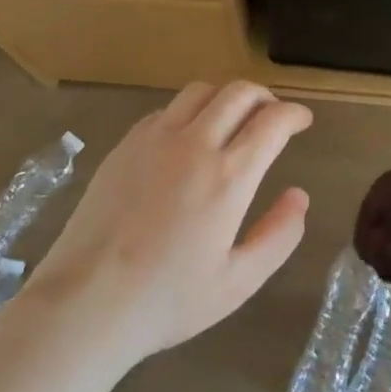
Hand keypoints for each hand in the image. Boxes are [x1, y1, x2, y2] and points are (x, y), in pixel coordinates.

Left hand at [18, 81, 312, 371]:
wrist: (87, 300)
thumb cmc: (168, 300)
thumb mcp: (238, 281)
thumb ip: (278, 235)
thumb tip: (299, 196)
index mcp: (227, 176)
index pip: (271, 122)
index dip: (294, 114)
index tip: (303, 120)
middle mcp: (193, 144)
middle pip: (237, 93)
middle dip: (264, 97)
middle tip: (273, 115)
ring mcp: (153, 139)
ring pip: (199, 91)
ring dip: (226, 97)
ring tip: (233, 120)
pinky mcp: (125, 144)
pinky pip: (166, 110)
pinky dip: (189, 112)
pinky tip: (188, 139)